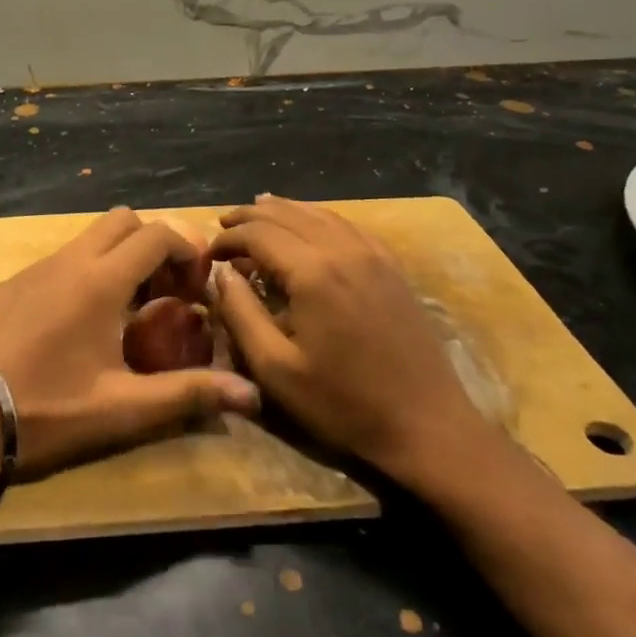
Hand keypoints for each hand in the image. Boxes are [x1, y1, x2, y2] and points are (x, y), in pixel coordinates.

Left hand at [0, 207, 259, 480]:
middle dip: (154, 243)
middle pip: (123, 220)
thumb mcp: (122, 407)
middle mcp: (69, 260)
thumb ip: (188, 394)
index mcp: (100, 280)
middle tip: (165, 290)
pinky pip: (61, 258)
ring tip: (127, 309)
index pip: (156, 234)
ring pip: (89, 237)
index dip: (187, 250)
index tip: (197, 286)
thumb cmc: (48, 409)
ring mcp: (36, 268)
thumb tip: (252, 394)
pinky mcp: (12, 283)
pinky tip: (80, 321)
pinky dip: (86, 270)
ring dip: (118, 257)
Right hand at [211, 195, 491, 482]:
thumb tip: (221, 275)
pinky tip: (308, 226)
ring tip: (255, 213)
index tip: (208, 255)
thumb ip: (241, 314)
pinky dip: (317, 218)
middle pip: (287, 214)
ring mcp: (373, 254)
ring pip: (319, 213)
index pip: (258, 233)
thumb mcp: (276, 368)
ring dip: (282, 211)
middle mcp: (343, 250)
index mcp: (313, 272)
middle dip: (249, 217)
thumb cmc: (343, 404)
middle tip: (223, 227)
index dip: (227, 238)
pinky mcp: (391, 266)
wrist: (426, 426)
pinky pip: (347, 226)